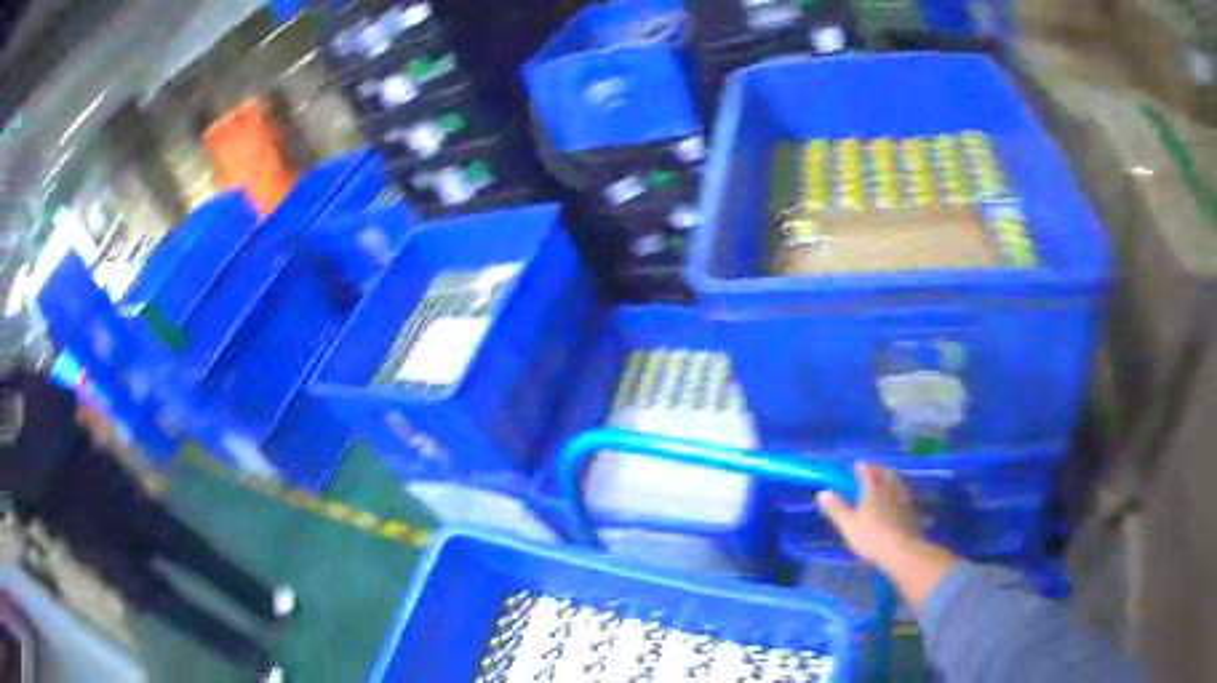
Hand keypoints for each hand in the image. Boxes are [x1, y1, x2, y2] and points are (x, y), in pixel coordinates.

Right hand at [816, 462, 923, 569]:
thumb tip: (823, 492)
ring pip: (898, 484)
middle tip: (870, 475)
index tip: (855, 467)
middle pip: (886, 473)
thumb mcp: (848, 524)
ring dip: (890, 482)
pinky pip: (905, 498)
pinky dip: (899, 497)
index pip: (867, 470)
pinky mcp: (913, 511)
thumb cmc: (871, 535)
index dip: (860, 467)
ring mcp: (904, 498)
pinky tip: (898, 505)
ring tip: (884, 488)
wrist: (902, 551)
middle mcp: (891, 487)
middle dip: (878, 472)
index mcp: (874, 487)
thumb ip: (836, 508)